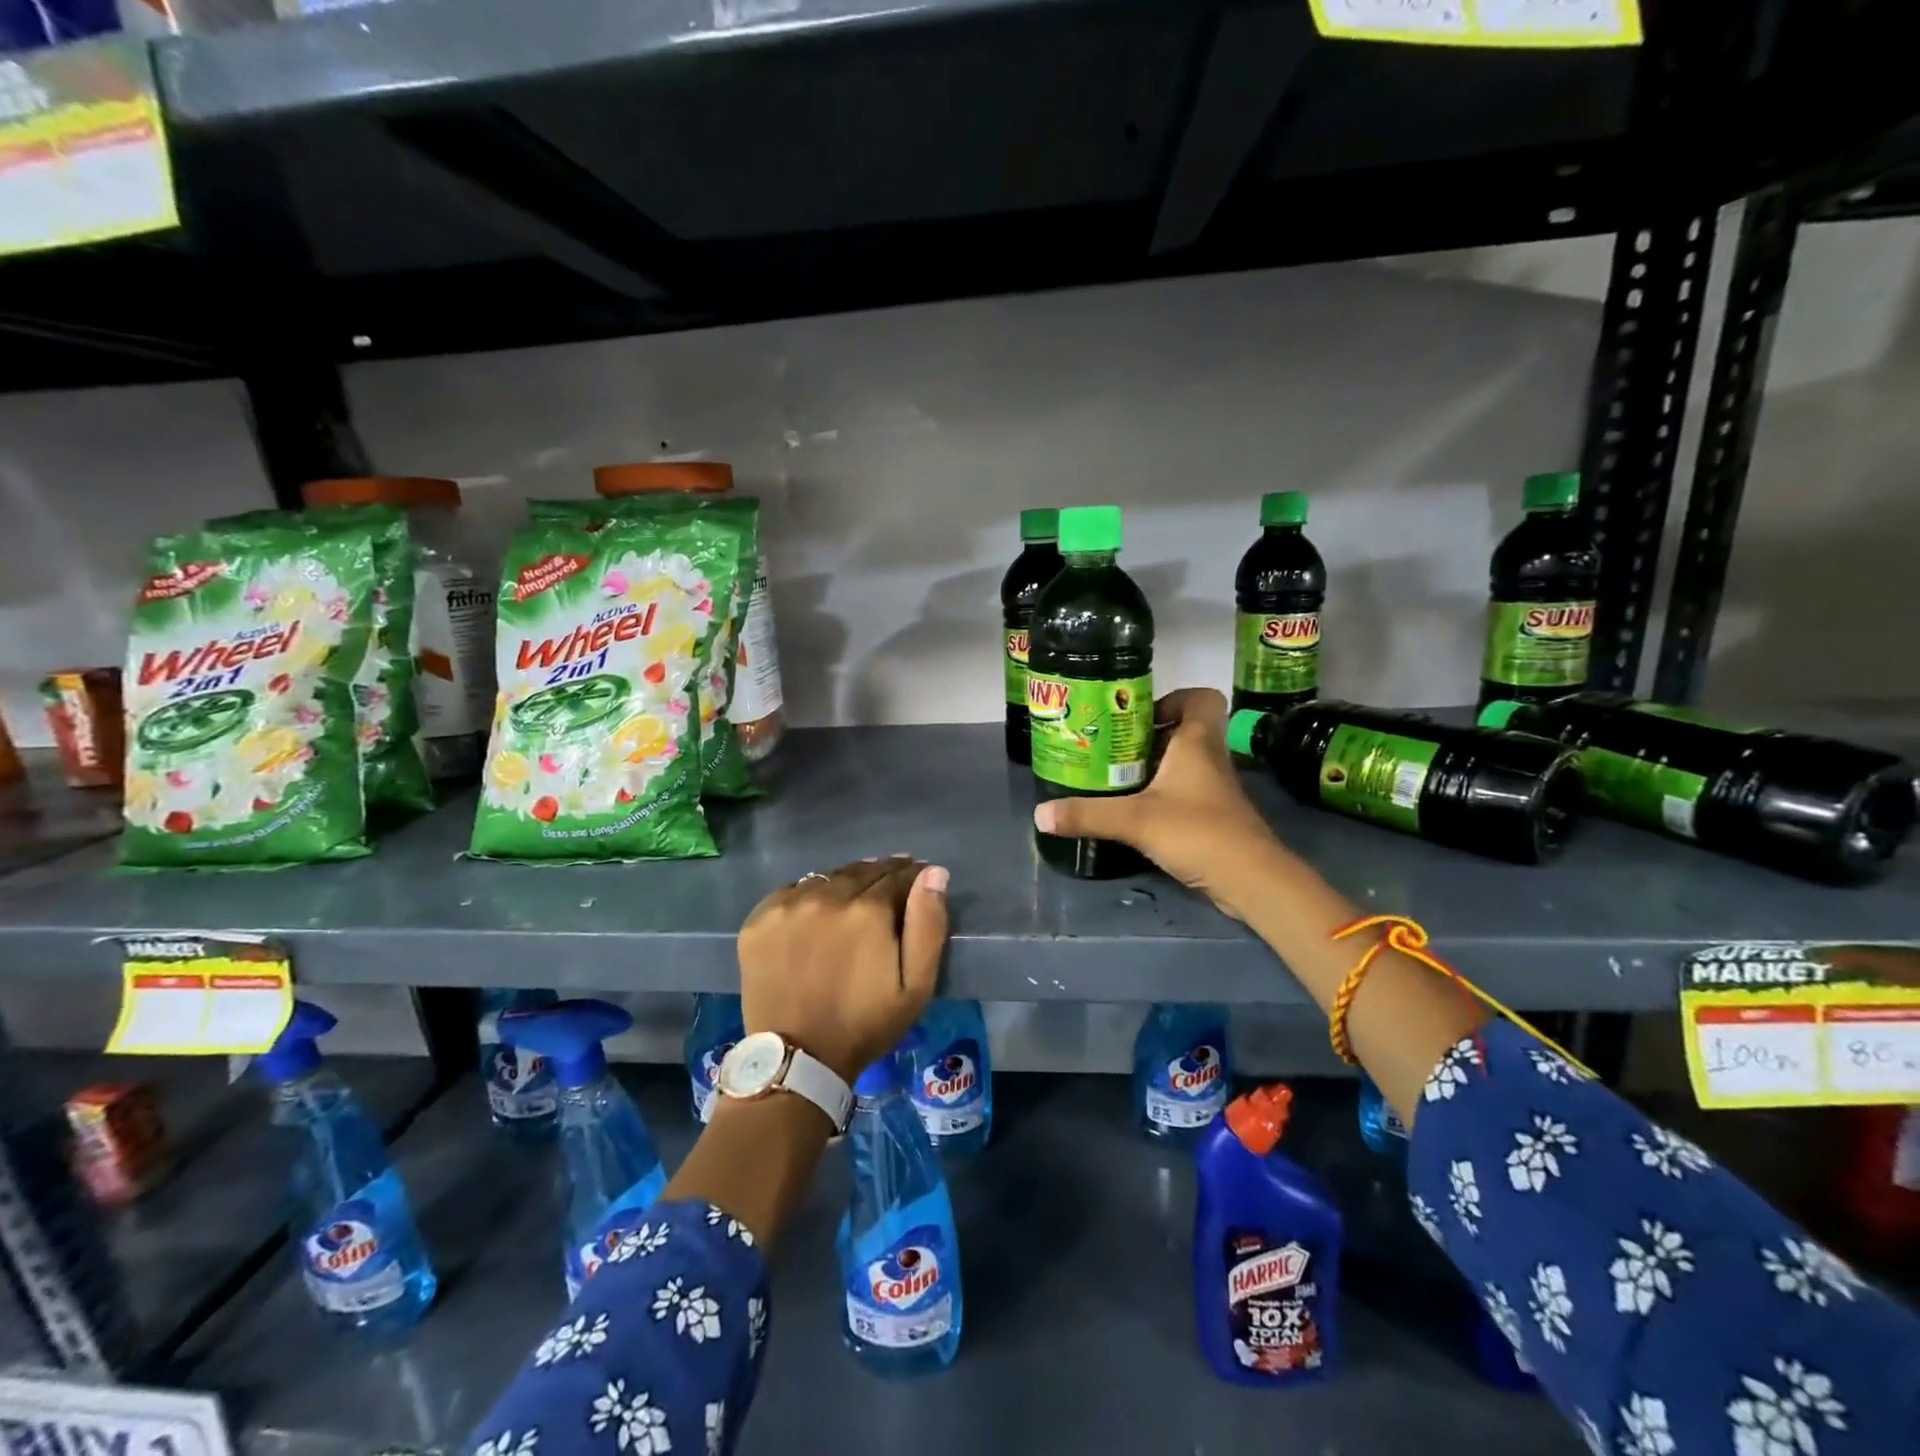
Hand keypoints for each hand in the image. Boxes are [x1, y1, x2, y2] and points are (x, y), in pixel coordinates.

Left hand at [737, 856, 949, 1083]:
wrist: (798, 1059)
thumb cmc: (866, 1024)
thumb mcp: (916, 986)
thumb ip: (928, 924)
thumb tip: (933, 873)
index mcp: (868, 910)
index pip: (897, 875)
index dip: (912, 876)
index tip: (918, 881)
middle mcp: (827, 896)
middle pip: (862, 871)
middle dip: (881, 876)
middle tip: (888, 890)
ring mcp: (788, 905)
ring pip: (828, 878)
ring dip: (846, 883)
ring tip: (854, 900)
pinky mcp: (759, 918)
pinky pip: (793, 892)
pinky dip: (809, 896)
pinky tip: (816, 914)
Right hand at [1033, 688, 1282, 921]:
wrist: (1251, 880)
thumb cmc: (1198, 832)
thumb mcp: (1136, 821)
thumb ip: (1088, 815)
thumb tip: (1040, 814)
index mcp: (1196, 743)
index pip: (1200, 698)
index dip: (1173, 699)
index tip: (1138, 717)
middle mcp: (1208, 759)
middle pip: (1183, 730)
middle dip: (1148, 735)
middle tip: (1110, 747)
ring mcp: (1213, 789)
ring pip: (1183, 763)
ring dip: (1152, 766)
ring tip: (1114, 777)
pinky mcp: (1213, 816)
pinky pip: (1184, 791)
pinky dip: (1161, 795)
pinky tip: (1135, 811)